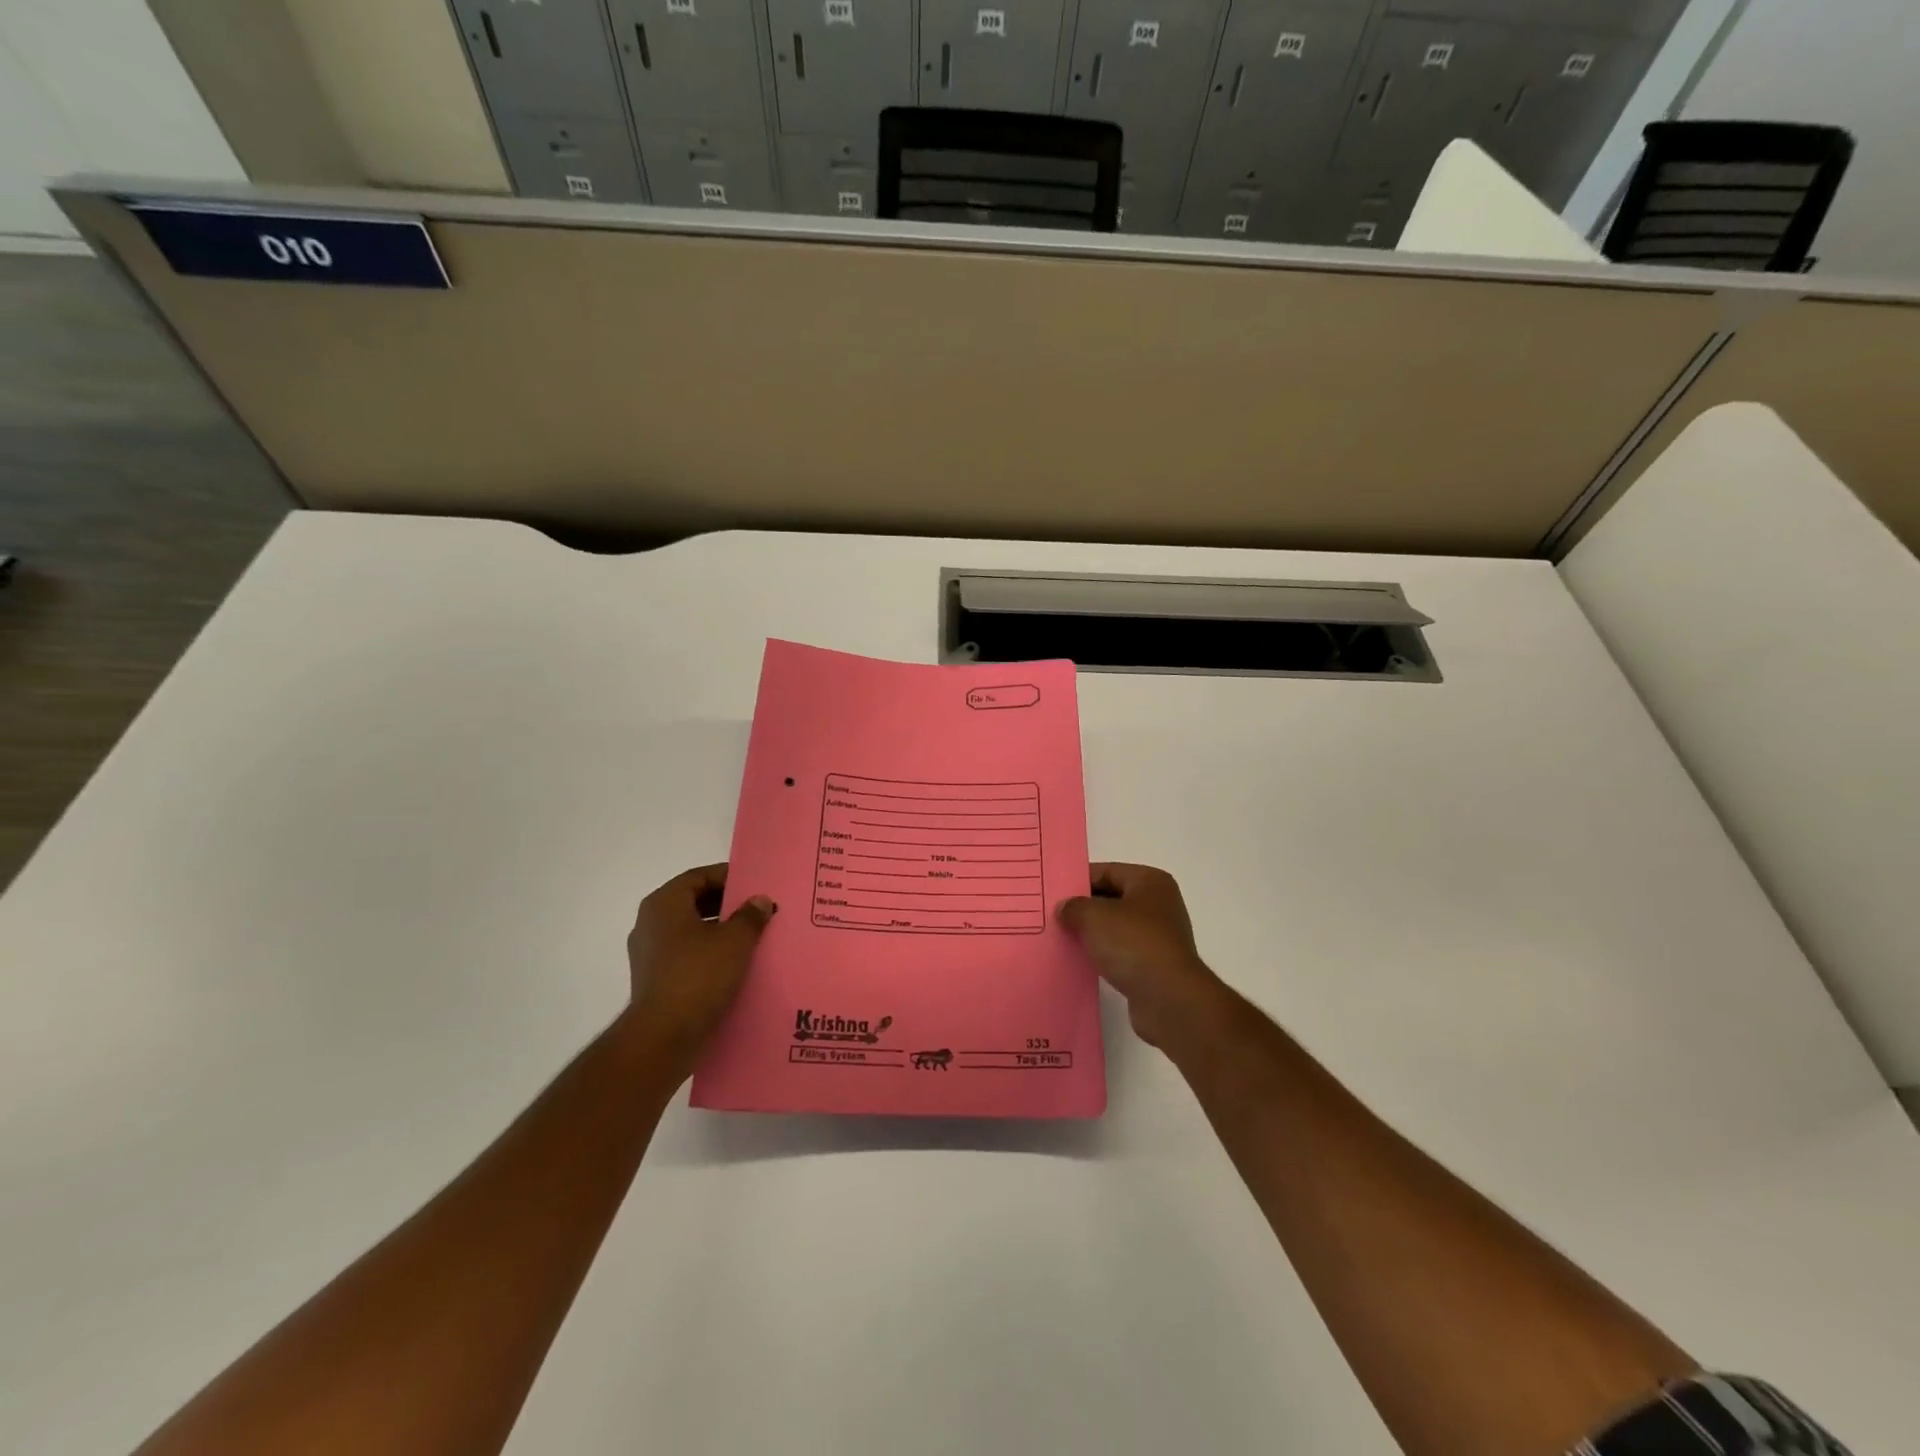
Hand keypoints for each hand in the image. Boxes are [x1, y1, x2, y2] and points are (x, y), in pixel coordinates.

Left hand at [623, 864, 774, 1080]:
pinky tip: (735, 965)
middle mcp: (650, 923)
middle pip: (694, 902)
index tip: (755, 885)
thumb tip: (759, 901)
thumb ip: (750, 916)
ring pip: (691, 930)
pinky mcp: (655, 980)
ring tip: (753, 937)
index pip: (699, 876)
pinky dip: (709, 954)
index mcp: (664, 904)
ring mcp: (649, 953)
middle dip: (727, 905)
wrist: (663, 1038)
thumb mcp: (734, 941)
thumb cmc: (698, 977)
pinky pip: (687, 955)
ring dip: (720, 931)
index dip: (728, 877)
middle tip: (759, 909)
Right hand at [1057, 863, 1229, 1053]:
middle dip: (1083, 908)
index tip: (1052, 892)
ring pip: (1115, 927)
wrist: (1169, 999)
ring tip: (1061, 938)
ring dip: (1091, 934)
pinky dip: (1103, 955)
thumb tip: (1065, 908)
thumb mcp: (1094, 917)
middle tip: (1052, 915)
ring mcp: (1159, 936)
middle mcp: (1159, 904)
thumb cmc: (1133, 944)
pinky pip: (1121, 952)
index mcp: (1150, 882)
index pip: (1106, 872)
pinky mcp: (1154, 965)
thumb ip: (1074, 907)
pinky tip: (1081, 961)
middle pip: (1112, 899)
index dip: (1078, 880)